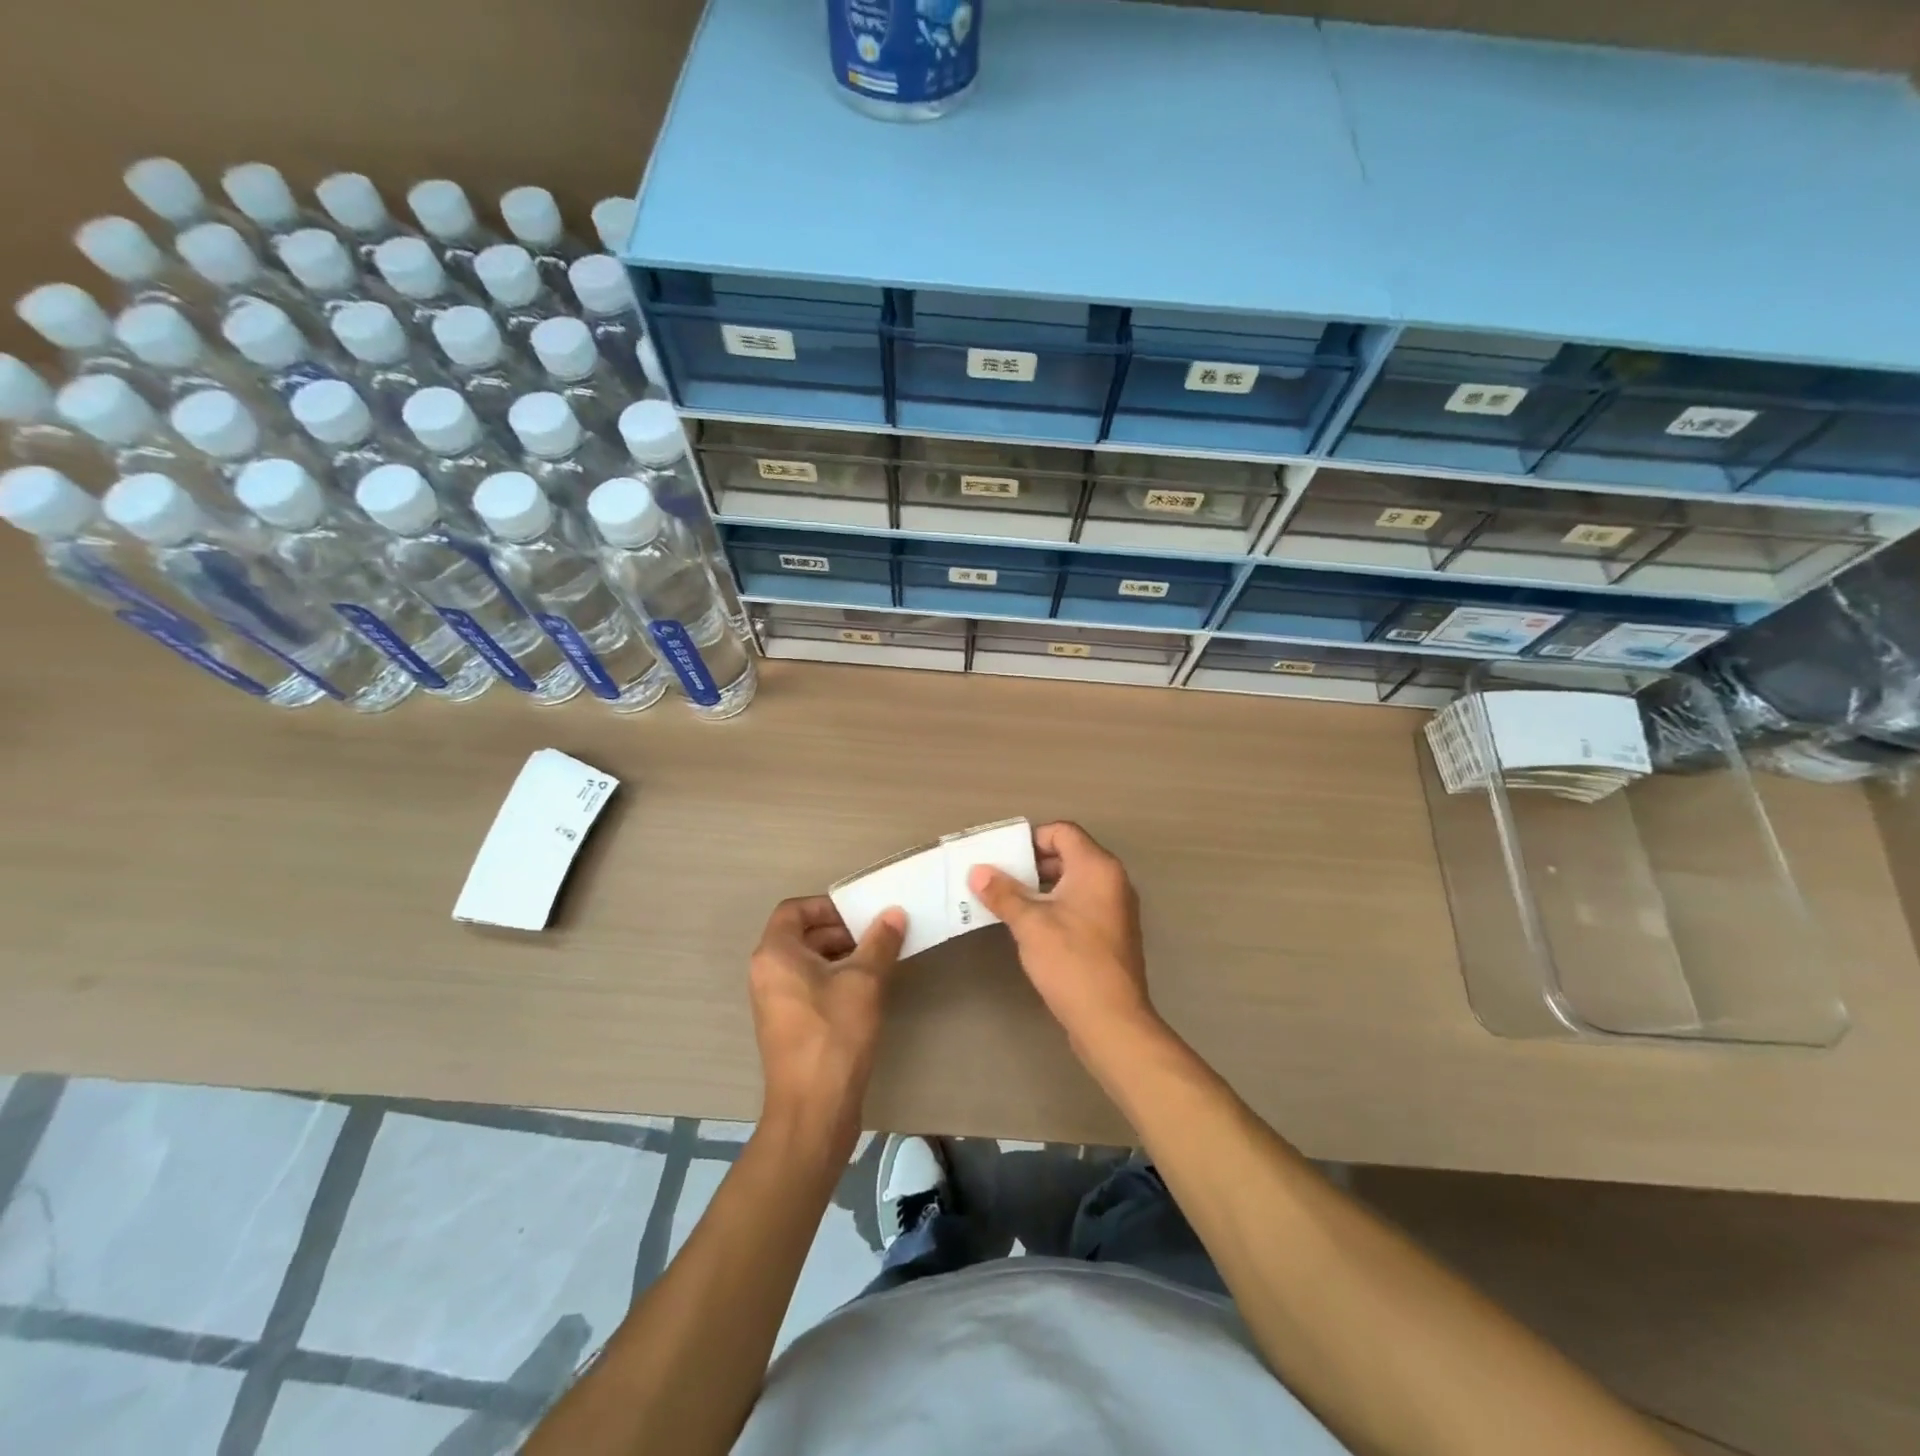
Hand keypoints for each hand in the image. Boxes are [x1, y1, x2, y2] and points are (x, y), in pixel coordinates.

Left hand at [748, 896, 907, 1154]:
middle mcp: (767, 973)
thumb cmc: (835, 1034)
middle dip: (841, 931)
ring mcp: (775, 1002)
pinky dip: (834, 979)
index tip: (861, 914)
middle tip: (878, 936)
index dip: (828, 906)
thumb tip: (893, 913)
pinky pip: (809, 986)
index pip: (794, 910)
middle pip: (802, 935)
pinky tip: (867, 991)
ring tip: (879, 961)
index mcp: (775, 954)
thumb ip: (880, 941)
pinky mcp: (788, 1025)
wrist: (814, 1109)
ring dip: (842, 955)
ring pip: (808, 962)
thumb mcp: (865, 980)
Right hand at [968, 822, 1158, 1056]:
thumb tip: (978, 871)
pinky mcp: (1113, 933)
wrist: (1111, 1020)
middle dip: (1033, 864)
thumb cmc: (1071, 962)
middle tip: (1000, 880)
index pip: (1063, 832)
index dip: (1031, 839)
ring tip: (1010, 903)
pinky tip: (1033, 927)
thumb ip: (1003, 893)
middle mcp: (1112, 880)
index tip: (1004, 859)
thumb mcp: (1030, 924)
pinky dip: (1057, 906)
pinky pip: (1082, 904)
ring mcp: (1116, 908)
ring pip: (1074, 881)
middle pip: (1069, 854)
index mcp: (1097, 867)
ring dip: (1042, 887)